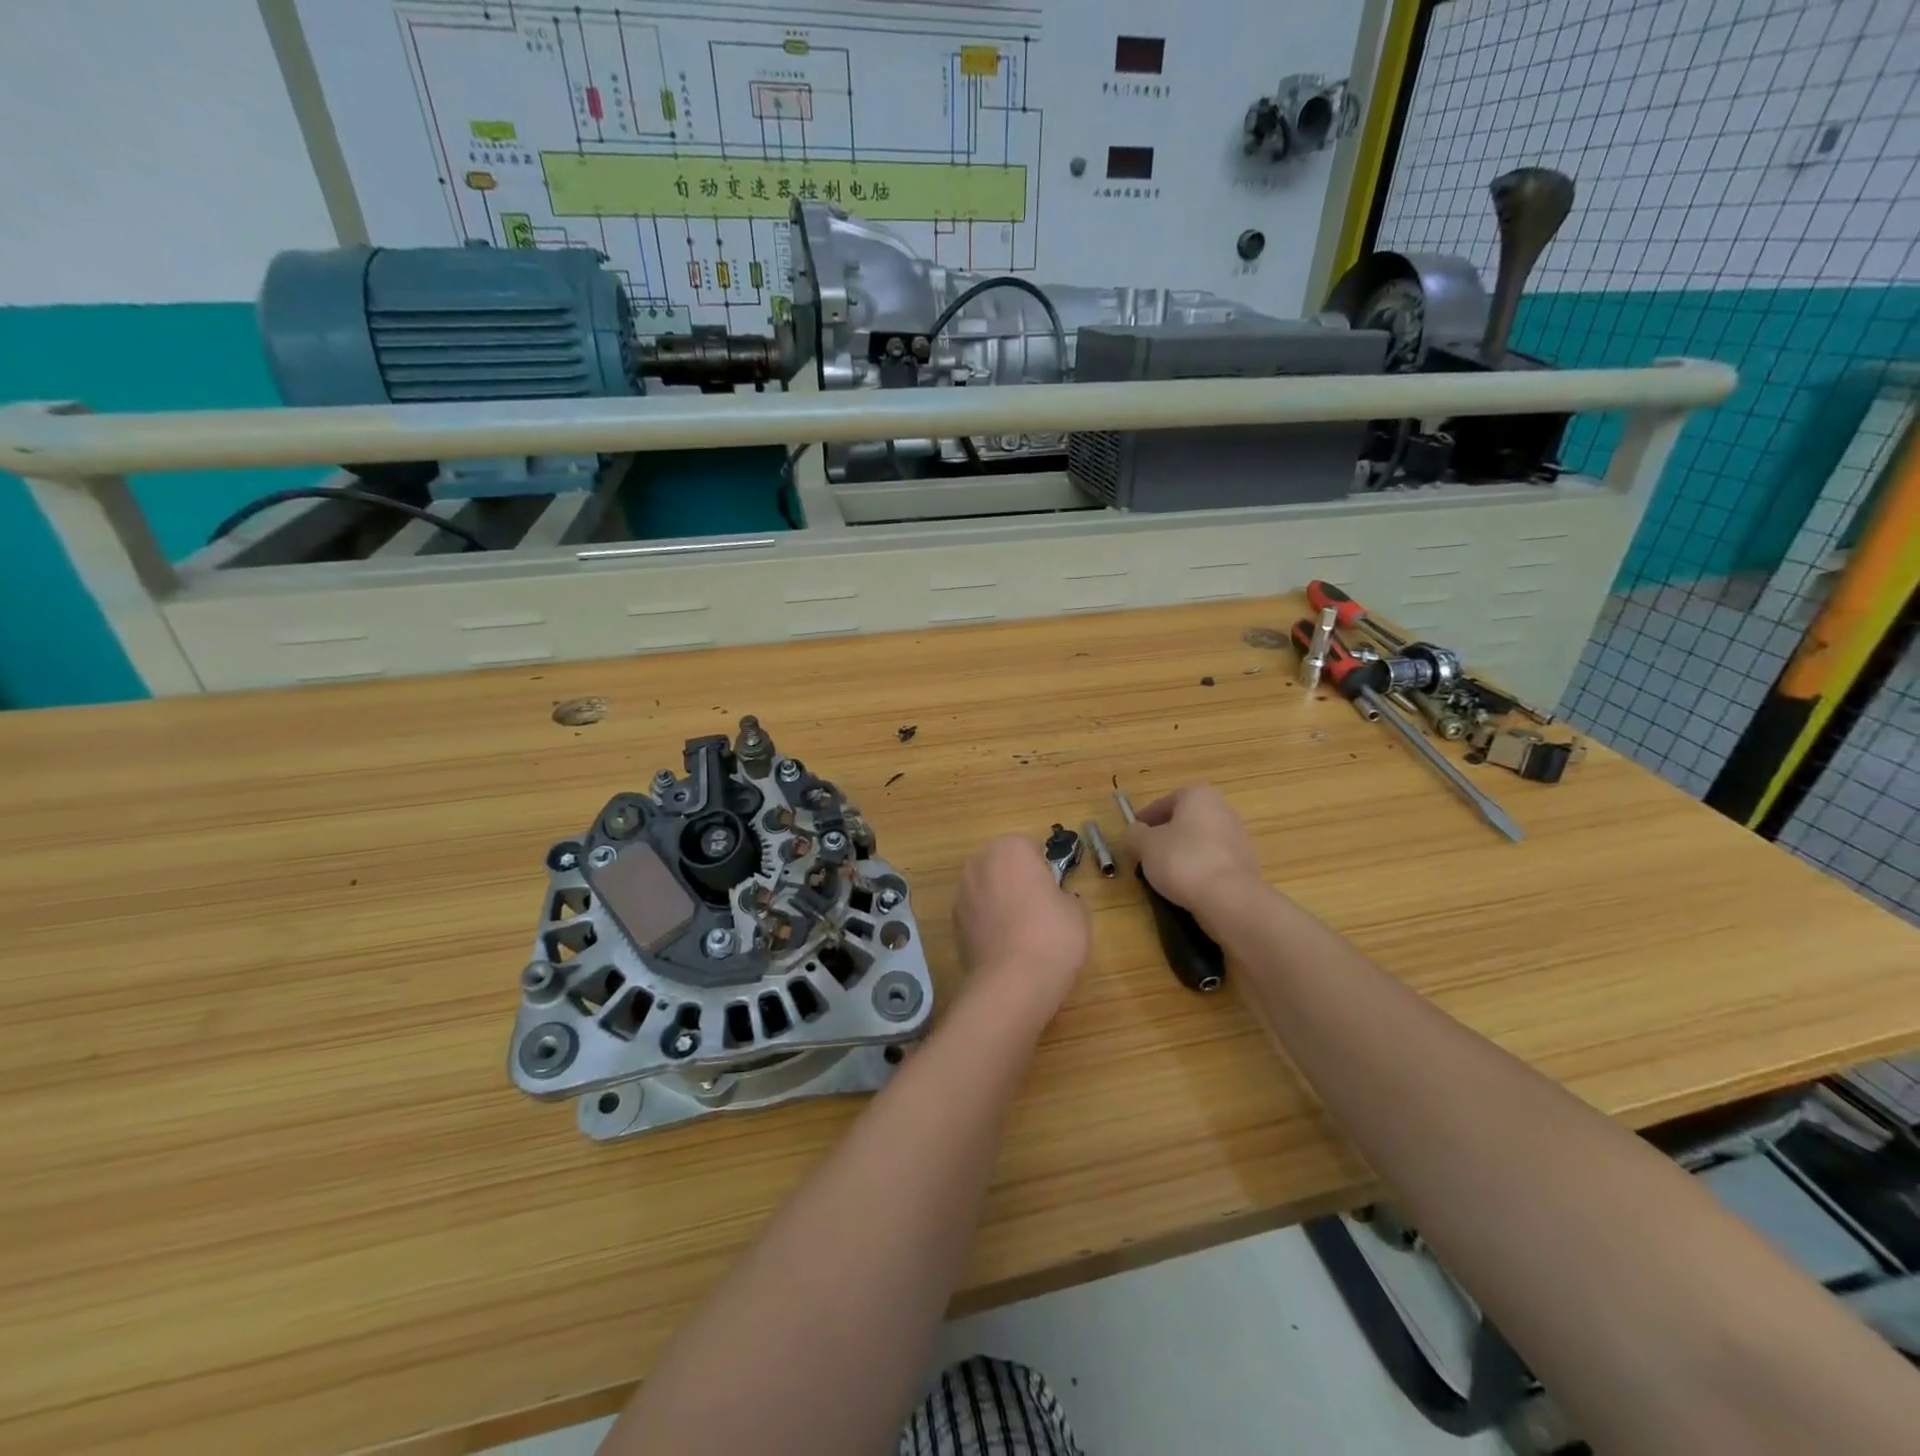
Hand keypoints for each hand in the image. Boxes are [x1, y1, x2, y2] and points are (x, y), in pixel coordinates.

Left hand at [952, 834, 1090, 1021]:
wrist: (1013, 983)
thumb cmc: (1053, 936)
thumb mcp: (1078, 911)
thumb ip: (1065, 896)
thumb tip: (1056, 902)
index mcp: (1010, 848)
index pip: (1030, 848)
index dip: (1044, 870)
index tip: (1054, 892)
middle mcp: (980, 863)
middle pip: (1003, 865)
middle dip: (1018, 881)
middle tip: (1040, 910)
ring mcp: (962, 893)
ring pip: (988, 889)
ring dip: (1000, 902)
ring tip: (1022, 933)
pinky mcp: (953, 923)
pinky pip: (977, 915)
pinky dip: (988, 924)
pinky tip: (1006, 948)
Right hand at [1121, 785, 1264, 930]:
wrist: (1229, 898)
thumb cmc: (1182, 860)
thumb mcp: (1144, 845)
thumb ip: (1134, 834)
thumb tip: (1134, 834)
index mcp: (1198, 795)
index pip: (1163, 802)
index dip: (1144, 819)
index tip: (1133, 836)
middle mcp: (1222, 809)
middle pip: (1184, 820)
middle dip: (1164, 836)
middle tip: (1146, 854)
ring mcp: (1237, 837)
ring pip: (1199, 841)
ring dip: (1181, 853)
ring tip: (1163, 874)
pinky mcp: (1245, 863)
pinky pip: (1212, 861)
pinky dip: (1198, 869)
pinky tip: (1186, 886)